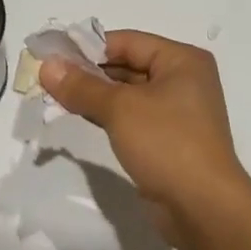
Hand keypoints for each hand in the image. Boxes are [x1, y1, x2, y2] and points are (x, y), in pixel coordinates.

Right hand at [38, 31, 250, 249]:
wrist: (203, 207)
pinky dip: (108, 114)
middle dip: (89, 72)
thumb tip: (47, 65)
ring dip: (95, 94)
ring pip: (128, 93)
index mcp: (182, 60)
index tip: (51, 55)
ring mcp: (178, 112)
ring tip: (55, 96)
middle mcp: (184, 80)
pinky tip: (80, 115)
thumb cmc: (167, 143)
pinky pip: (133, 117)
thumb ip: (82, 86)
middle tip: (48, 78)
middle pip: (128, 65)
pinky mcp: (168, 139)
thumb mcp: (120, 109)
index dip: (88, 47)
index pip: (127, 42)